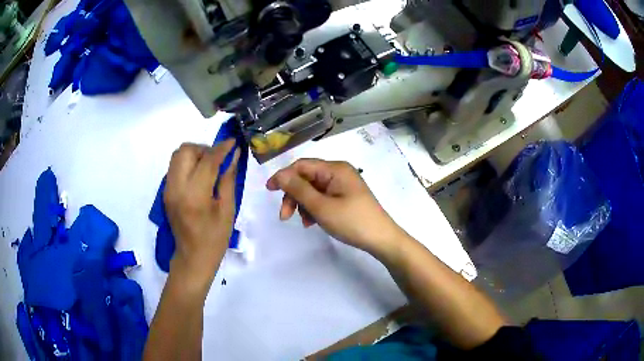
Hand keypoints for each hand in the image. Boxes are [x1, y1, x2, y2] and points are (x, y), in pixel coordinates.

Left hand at [163, 141, 239, 290]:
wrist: (192, 257)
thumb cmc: (215, 238)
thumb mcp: (228, 209)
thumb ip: (228, 179)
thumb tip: (234, 155)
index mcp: (195, 195)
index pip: (207, 160)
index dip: (222, 148)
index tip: (233, 142)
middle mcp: (177, 188)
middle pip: (185, 151)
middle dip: (203, 149)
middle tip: (217, 159)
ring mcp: (168, 189)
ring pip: (177, 155)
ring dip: (194, 154)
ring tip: (208, 166)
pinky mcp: (166, 192)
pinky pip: (175, 167)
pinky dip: (187, 163)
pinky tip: (199, 176)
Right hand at [266, 159, 406, 254]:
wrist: (381, 239)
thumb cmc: (352, 222)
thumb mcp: (321, 207)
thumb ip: (299, 189)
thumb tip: (280, 175)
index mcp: (335, 169)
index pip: (301, 165)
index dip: (283, 176)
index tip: (269, 191)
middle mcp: (339, 172)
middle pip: (306, 178)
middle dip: (293, 195)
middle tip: (285, 216)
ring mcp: (343, 185)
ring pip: (313, 190)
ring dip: (303, 204)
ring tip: (305, 222)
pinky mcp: (345, 197)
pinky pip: (323, 198)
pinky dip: (314, 208)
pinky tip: (313, 222)